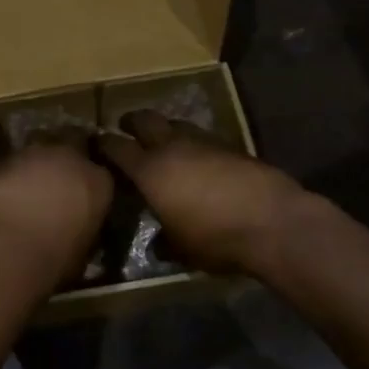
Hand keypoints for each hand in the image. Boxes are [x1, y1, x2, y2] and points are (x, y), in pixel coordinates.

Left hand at [0, 130, 112, 292]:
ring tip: (30, 185)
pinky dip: (12, 173)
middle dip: (67, 156)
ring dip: (38, 161)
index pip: (102, 174)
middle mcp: (70, 156)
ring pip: (40, 146)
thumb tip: (78, 228)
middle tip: (59, 179)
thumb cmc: (54, 258)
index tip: (84, 197)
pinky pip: (12, 161)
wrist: (4, 248)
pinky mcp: (1, 158)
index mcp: (99, 181)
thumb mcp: (83, 249)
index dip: (90, 184)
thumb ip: (84, 227)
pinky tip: (5, 192)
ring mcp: (33, 152)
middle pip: (73, 142)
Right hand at [95, 111, 310, 275]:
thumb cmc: (216, 238)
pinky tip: (198, 158)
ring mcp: (203, 141)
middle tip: (126, 127)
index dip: (103, 144)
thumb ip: (165, 242)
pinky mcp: (230, 145)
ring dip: (166, 129)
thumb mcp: (183, 249)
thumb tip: (157, 245)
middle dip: (132, 121)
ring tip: (164, 142)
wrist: (272, 221)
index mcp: (150, 170)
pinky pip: (202, 136)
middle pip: (145, 119)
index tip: (96, 143)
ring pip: (176, 123)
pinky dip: (193, 143)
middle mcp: (172, 147)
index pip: (116, 147)